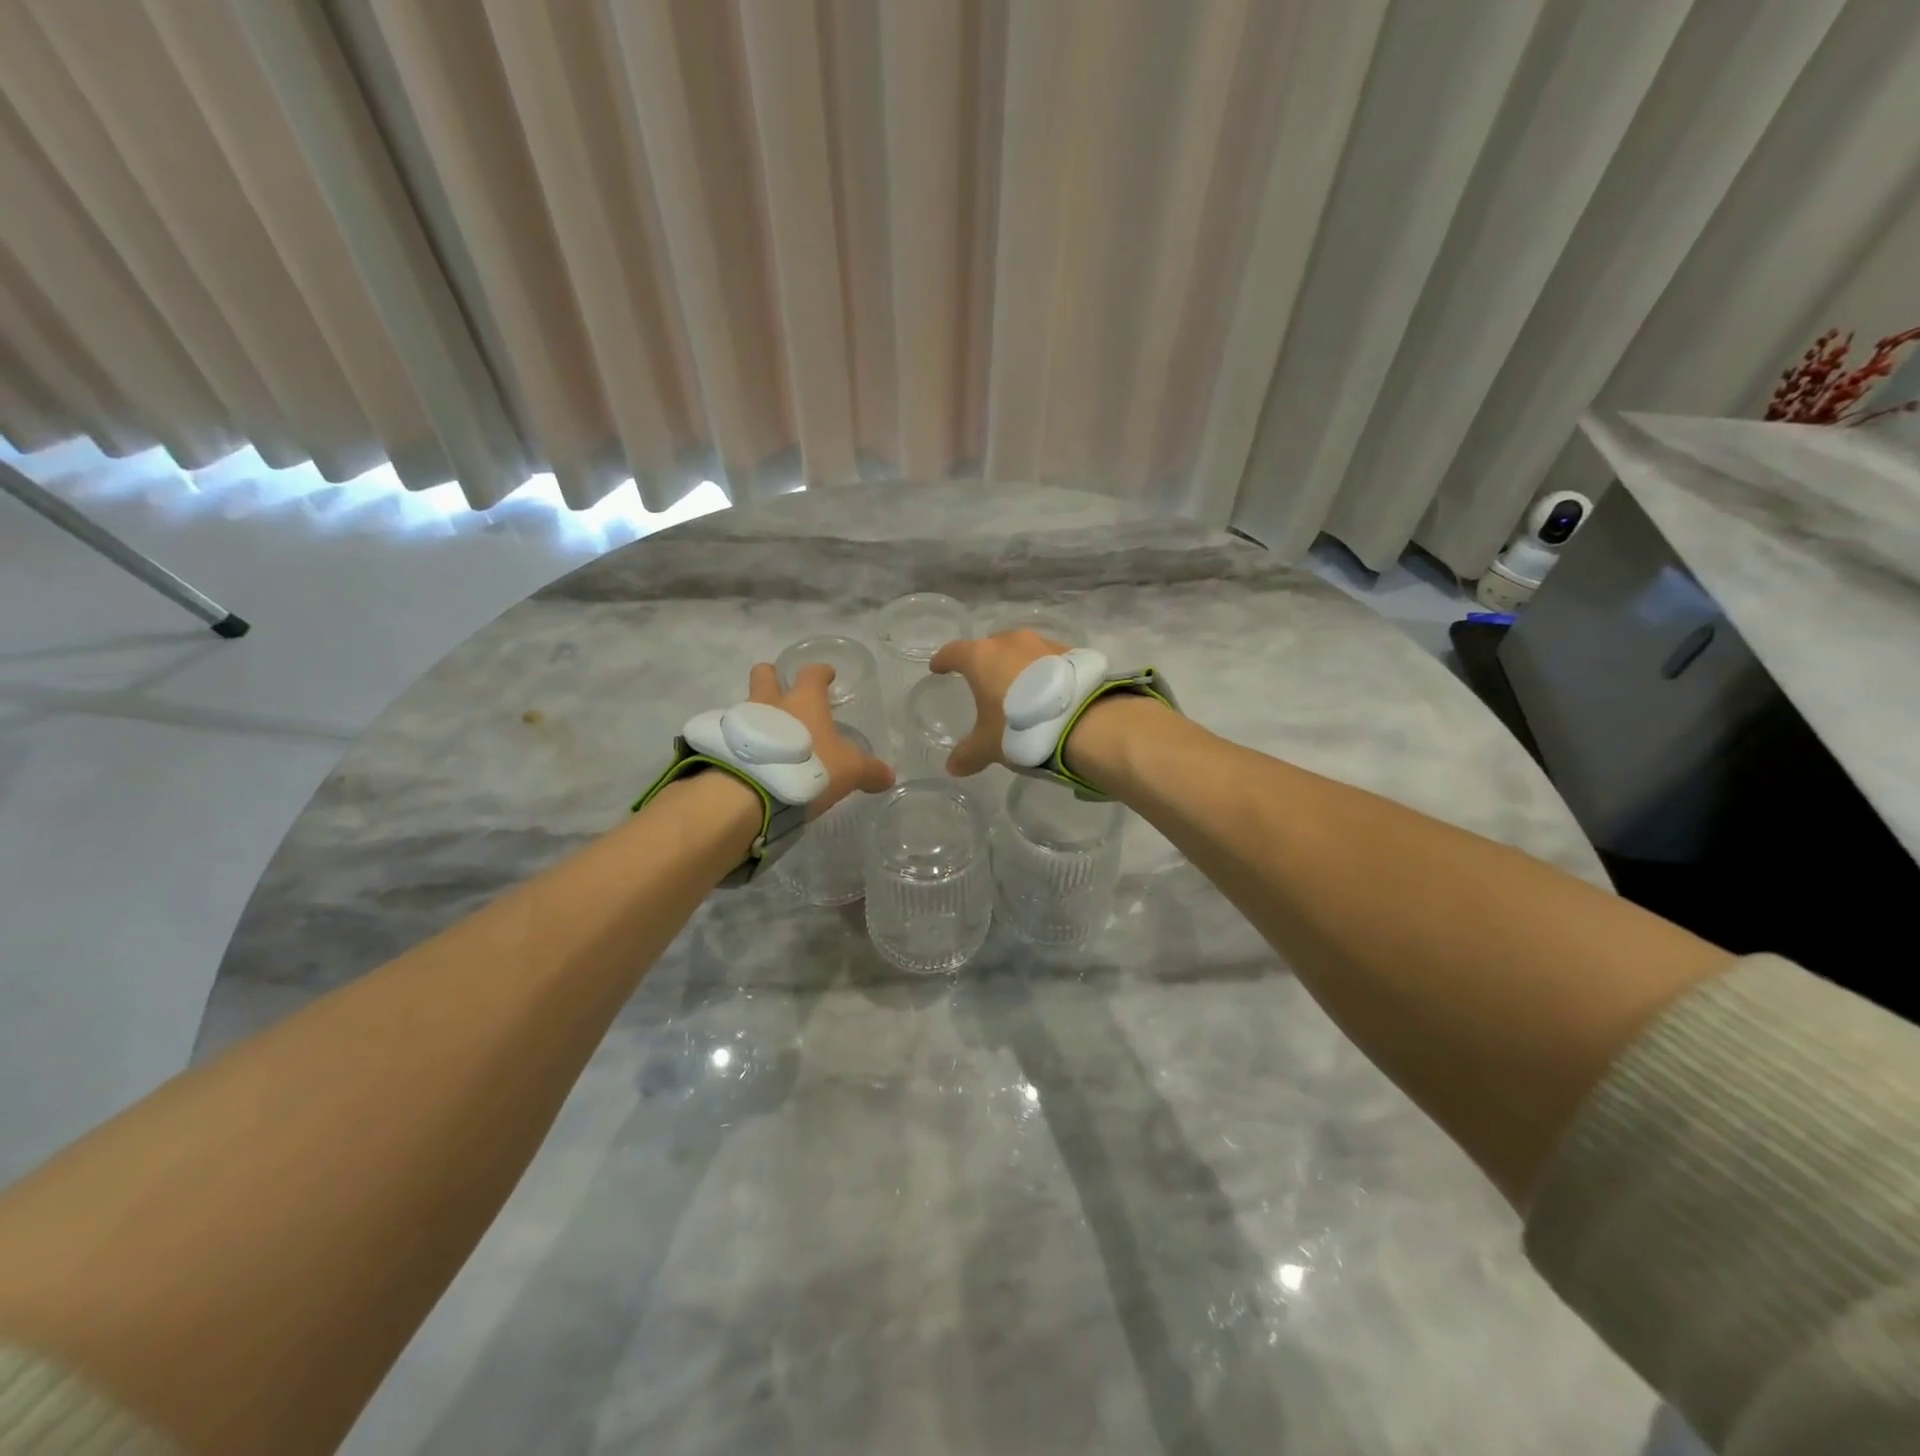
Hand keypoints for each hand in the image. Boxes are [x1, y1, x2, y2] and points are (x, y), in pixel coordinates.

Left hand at [747, 662, 894, 817]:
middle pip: (765, 674)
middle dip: (772, 677)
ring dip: (757, 713)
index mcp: (804, 700)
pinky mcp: (722, 743)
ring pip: (747, 704)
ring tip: (768, 735)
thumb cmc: (809, 767)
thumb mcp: (850, 771)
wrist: (753, 790)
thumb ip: (869, 771)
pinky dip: (742, 740)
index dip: (821, 672)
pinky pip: (733, 733)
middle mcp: (770, 702)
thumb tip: (888, 777)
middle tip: (781, 690)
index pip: (813, 674)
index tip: (827, 674)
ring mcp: (742, 720)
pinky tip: (750, 758)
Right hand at [927, 629, 1068, 775]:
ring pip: (1021, 650)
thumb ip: (968, 754)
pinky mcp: (1070, 653)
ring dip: (1016, 665)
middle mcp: (1010, 642)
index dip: (944, 660)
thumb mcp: (989, 746)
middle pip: (990, 646)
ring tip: (1018, 688)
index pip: (954, 652)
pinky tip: (1046, 691)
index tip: (938, 667)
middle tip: (983, 681)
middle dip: (984, 661)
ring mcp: (1043, 643)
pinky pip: (1047, 659)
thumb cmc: (1020, 727)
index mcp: (981, 657)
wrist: (1082, 722)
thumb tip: (952, 766)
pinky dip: (1042, 671)